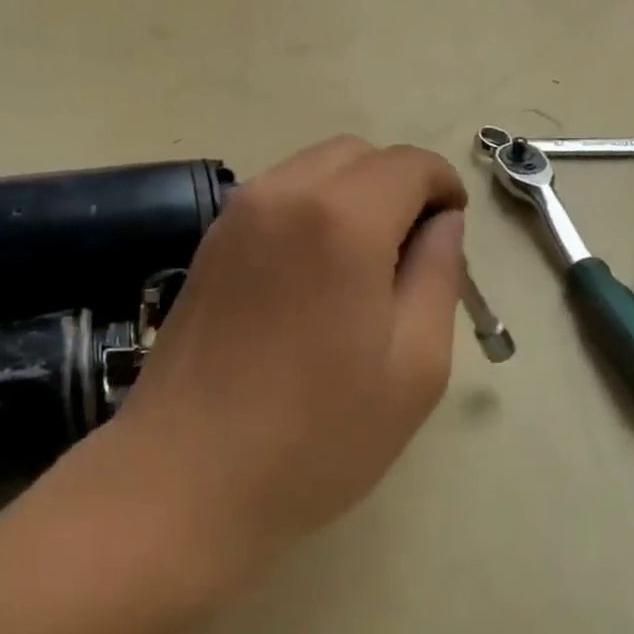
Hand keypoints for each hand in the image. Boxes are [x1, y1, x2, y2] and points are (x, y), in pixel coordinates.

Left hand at [103, 136, 468, 578]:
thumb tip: (444, 224)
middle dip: (398, 184)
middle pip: (360, 154)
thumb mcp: (414, 367)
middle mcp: (285, 192)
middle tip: (410, 253)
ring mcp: (238, 212)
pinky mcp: (211, 238)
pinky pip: (278, 194)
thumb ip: (438, 275)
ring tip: (360, 267)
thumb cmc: (315, 435)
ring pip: (315, 167)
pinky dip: (312, 208)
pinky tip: (311, 276)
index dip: (444, 187)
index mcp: (342, 218)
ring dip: (353, 194)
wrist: (183, 480)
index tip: (451, 233)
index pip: (410, 163)